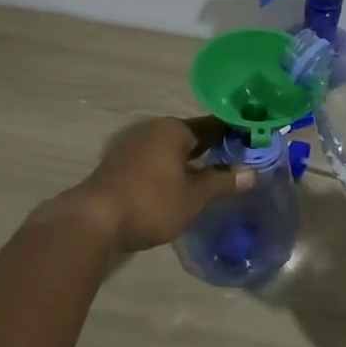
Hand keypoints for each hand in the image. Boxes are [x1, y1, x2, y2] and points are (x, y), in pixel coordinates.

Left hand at [46, 116, 256, 254]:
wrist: (93, 220)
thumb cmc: (151, 202)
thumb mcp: (194, 196)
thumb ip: (223, 182)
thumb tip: (252, 173)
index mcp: (174, 128)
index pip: (213, 126)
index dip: (233, 137)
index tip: (251, 147)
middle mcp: (152, 129)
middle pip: (189, 137)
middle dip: (210, 151)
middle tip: (234, 167)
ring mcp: (131, 145)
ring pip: (169, 150)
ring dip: (188, 163)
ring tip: (209, 181)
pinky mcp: (117, 164)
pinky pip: (153, 161)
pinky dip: (168, 171)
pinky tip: (177, 188)